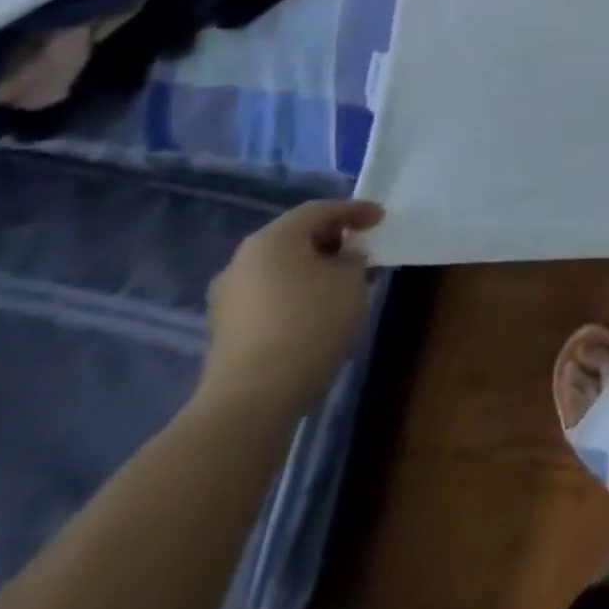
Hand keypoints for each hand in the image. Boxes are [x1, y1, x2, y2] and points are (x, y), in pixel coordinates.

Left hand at [197, 200, 384, 421]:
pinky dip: (299, 291)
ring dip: (316, 267)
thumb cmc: (310, 323)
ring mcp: (229, 298)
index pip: (319, 210)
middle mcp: (242, 261)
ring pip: (282, 267)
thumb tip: (344, 259)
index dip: (354, 210)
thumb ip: (353, 259)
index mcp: (271, 240)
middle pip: (295, 237)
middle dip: (333, 239)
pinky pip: (271, 294)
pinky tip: (322, 307)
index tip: (381, 218)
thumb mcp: (350, 281)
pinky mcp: (228, 329)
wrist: (253, 399)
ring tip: (346, 280)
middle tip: (363, 247)